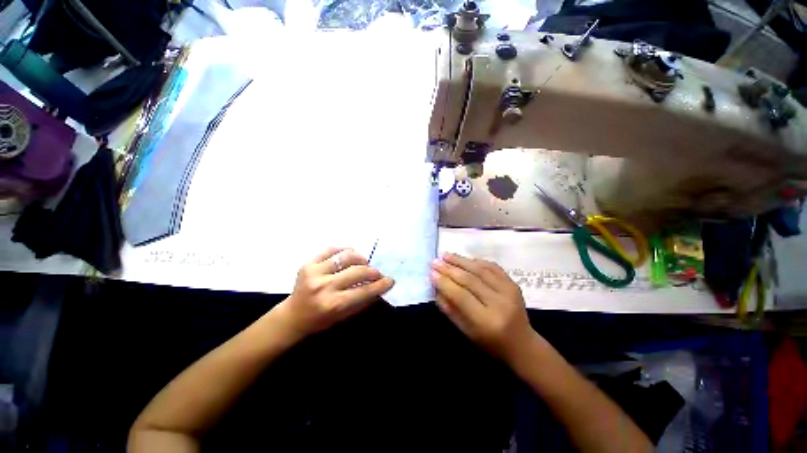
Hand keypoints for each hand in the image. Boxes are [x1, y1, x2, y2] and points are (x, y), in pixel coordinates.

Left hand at [275, 248, 393, 337]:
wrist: (292, 316)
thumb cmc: (320, 320)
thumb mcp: (344, 317)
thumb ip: (363, 302)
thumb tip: (381, 287)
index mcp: (333, 304)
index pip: (364, 291)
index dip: (381, 284)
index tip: (390, 280)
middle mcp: (324, 286)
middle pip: (357, 271)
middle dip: (373, 271)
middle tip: (377, 273)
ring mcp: (314, 272)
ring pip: (346, 256)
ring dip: (360, 258)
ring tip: (364, 262)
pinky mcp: (307, 263)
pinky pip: (331, 249)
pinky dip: (344, 250)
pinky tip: (349, 254)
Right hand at [431, 253, 534, 360]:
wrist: (522, 343)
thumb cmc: (490, 342)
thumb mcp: (466, 331)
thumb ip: (450, 309)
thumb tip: (436, 287)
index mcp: (487, 321)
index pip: (461, 296)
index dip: (445, 283)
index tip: (431, 273)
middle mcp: (499, 303)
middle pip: (470, 280)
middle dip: (449, 269)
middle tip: (435, 262)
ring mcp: (509, 291)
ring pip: (480, 270)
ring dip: (461, 261)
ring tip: (446, 255)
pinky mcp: (514, 284)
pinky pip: (493, 267)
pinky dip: (477, 261)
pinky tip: (465, 259)